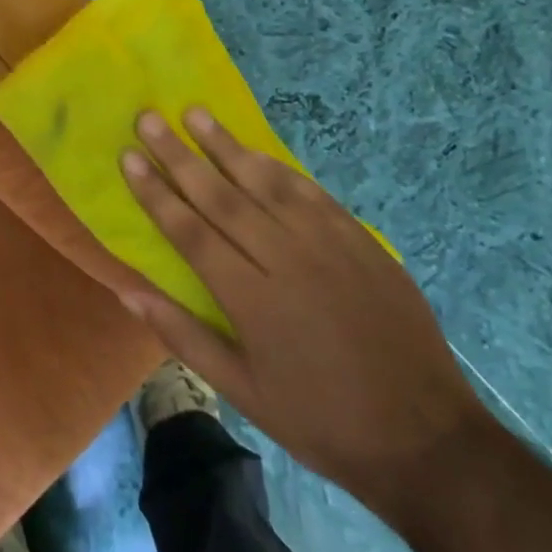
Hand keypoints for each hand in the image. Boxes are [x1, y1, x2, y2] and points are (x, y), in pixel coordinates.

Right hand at [118, 107, 490, 524]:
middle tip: (149, 118)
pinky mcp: (361, 242)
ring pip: (266, 184)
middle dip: (180, 155)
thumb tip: (128, 291)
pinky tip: (257, 150)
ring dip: (227, 146)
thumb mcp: (242, 392)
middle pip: (222, 197)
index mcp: (251, 300)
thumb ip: (183, 334)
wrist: (424, 437)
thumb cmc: (319, 419)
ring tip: (196, 114)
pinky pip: (311, 193)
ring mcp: (328, 246)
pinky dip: (279, 168)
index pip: (190, 231)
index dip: (155, 192)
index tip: (128, 156)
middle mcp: (286, 260)